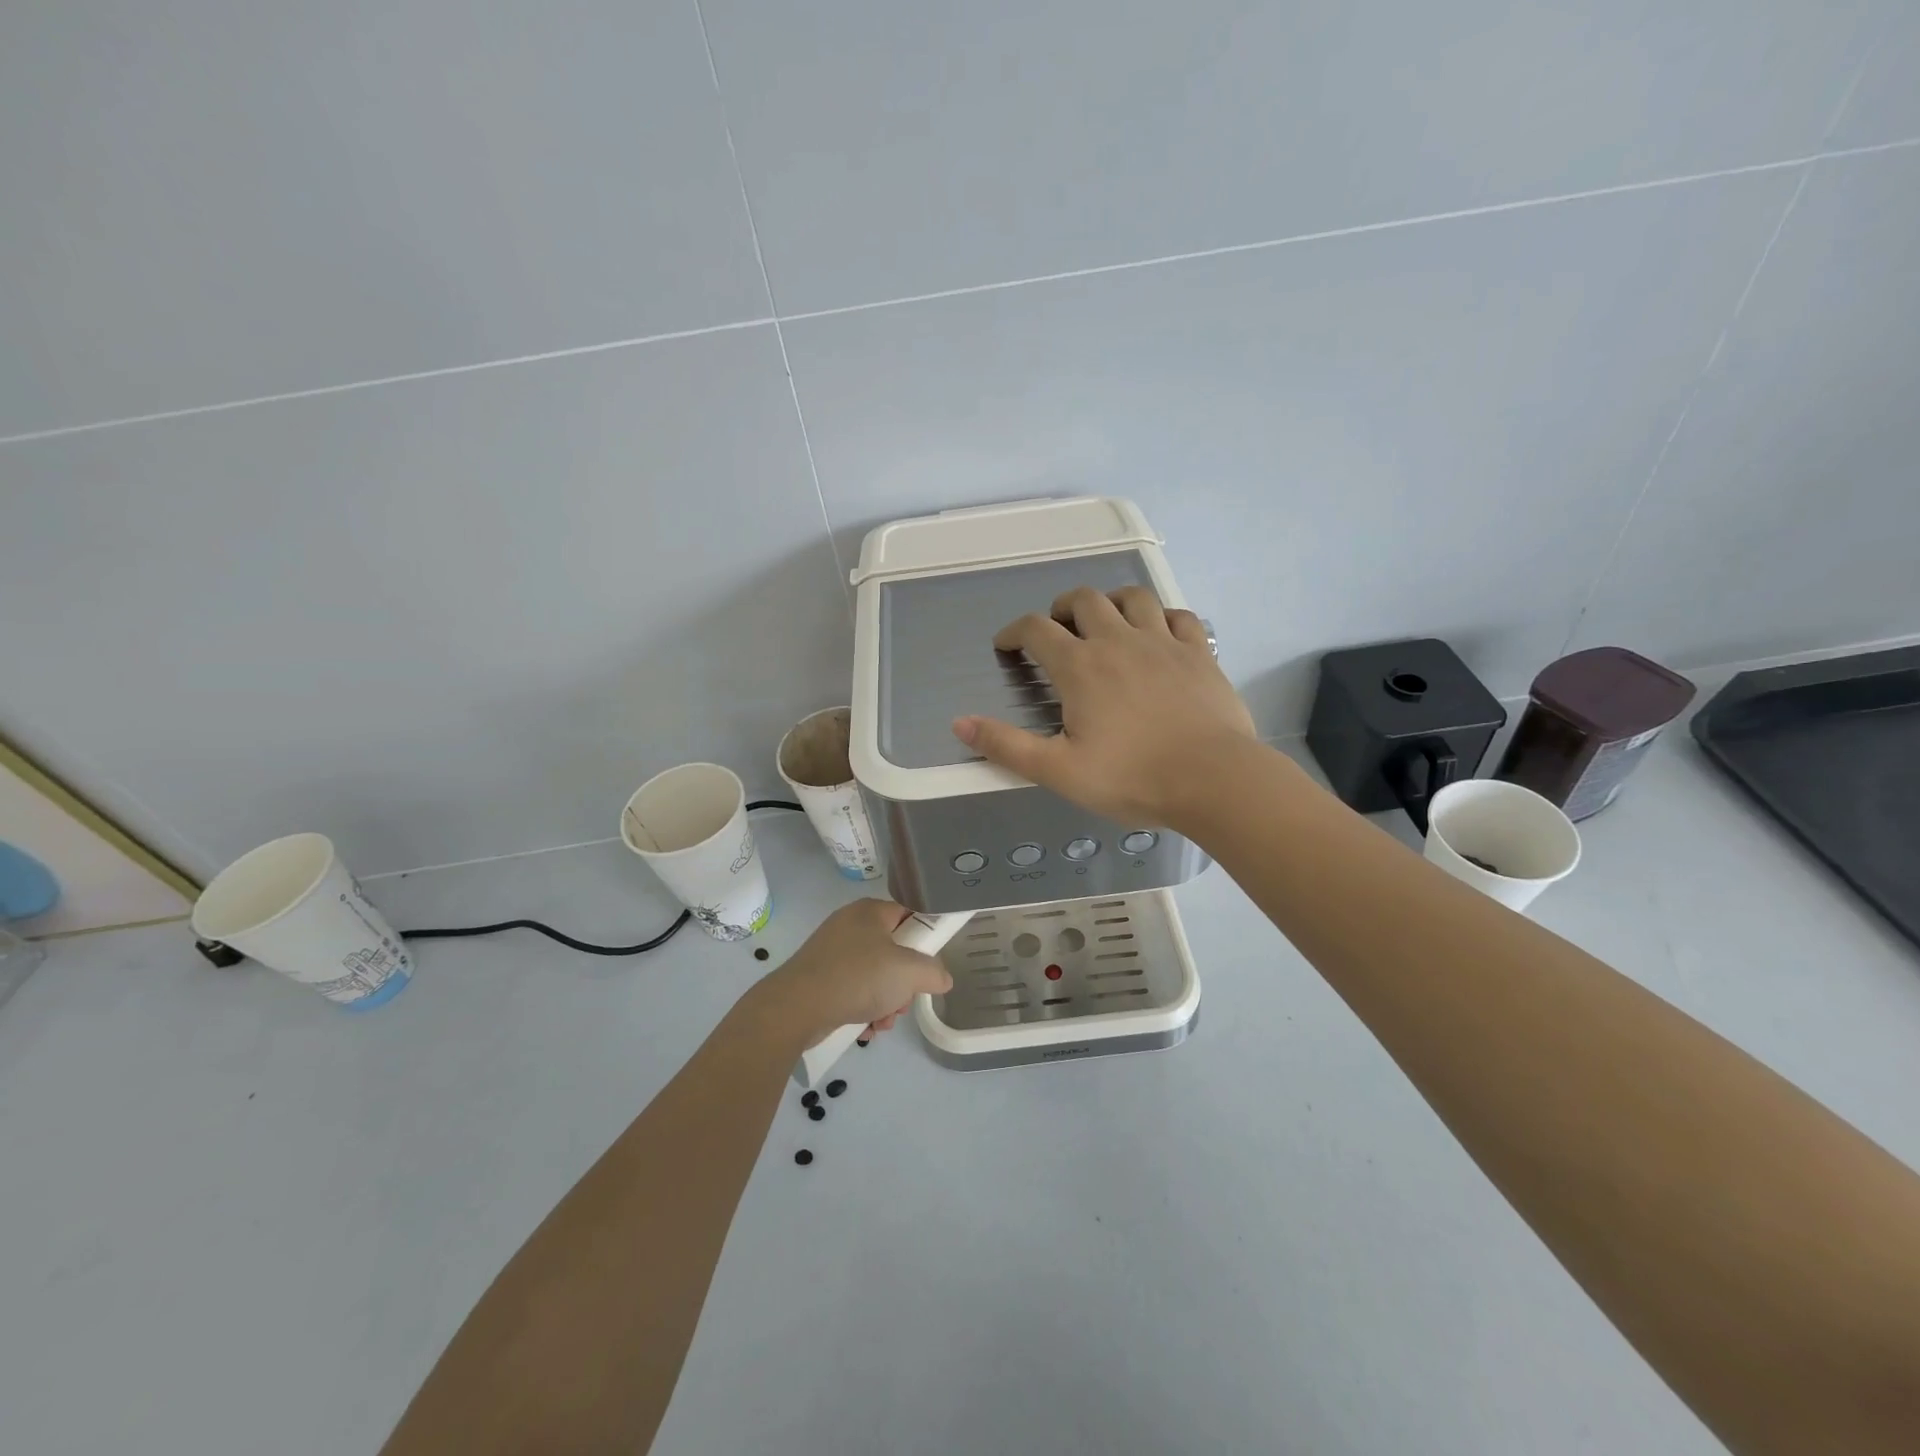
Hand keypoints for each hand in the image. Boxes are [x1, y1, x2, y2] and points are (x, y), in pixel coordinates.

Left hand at [750, 899, 952, 1050]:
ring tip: (882, 1021)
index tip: (929, 965)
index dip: (924, 939)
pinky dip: (864, 1007)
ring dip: (886, 1001)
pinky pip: (853, 988)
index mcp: (871, 911)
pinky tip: (865, 1028)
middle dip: (903, 983)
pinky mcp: (819, 976)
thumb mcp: (909, 972)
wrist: (796, 1007)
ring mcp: (832, 951)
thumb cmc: (857, 977)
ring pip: (875, 974)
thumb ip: (933, 972)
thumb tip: (943, 978)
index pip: (909, 915)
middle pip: (894, 950)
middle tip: (903, 1001)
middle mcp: (850, 924)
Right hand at [953, 585, 1257, 826]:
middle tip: (1056, 628)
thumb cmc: (1132, 778)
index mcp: (1080, 667)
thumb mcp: (1058, 771)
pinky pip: (1179, 615)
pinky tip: (1158, 632)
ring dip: (1111, 601)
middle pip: (1084, 600)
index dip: (1014, 632)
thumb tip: (960, 722)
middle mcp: (1119, 641)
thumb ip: (1007, 745)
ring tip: (1105, 619)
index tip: (1006, 645)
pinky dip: (1161, 616)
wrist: (1214, 780)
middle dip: (1061, 608)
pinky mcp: (1200, 653)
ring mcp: (1163, 642)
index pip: (1036, 630)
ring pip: (1133, 597)